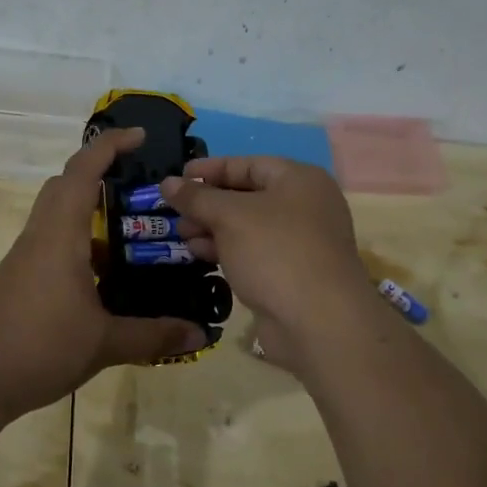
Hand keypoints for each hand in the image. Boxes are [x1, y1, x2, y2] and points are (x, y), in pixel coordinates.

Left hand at [0, 128, 209, 419]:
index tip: (140, 136)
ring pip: (58, 217)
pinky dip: (81, 247)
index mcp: (60, 235)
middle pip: (65, 186)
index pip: (82, 171)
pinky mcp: (20, 279)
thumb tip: (200, 333)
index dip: (109, 146)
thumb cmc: (39, 346)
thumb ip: (153, 335)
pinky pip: (53, 245)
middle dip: (100, 174)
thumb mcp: (104, 343)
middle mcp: (40, 236)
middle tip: (140, 188)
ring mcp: (26, 258)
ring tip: (134, 236)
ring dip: (91, 216)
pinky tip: (106, 279)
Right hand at [158, 158, 379, 366]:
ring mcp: (300, 242)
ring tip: (182, 236)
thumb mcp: (229, 217)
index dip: (210, 169)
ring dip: (212, 228)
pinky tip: (199, 255)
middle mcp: (304, 206)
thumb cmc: (275, 251)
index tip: (177, 177)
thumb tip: (167, 182)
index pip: (247, 164)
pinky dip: (227, 250)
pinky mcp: (291, 273)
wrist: (318, 322)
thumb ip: (196, 197)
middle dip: (207, 203)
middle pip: (247, 196)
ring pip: (248, 227)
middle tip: (174, 212)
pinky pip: (253, 252)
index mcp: (299, 180)